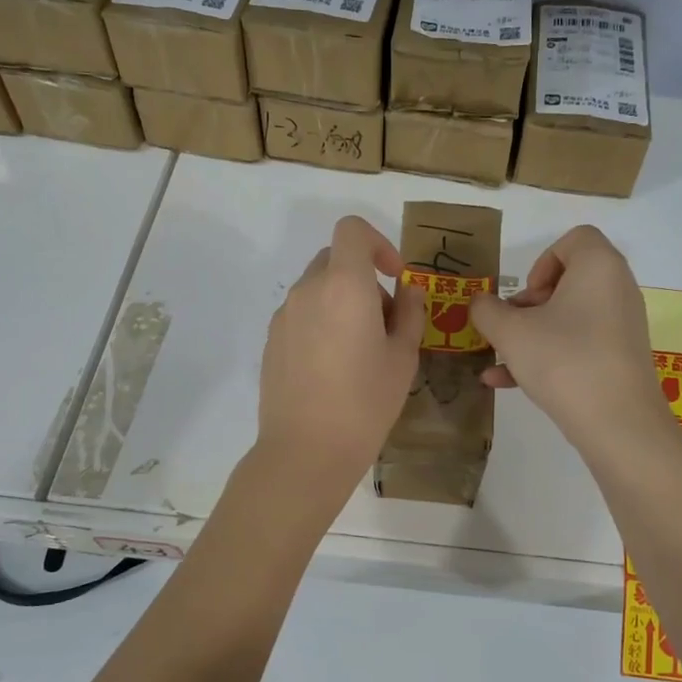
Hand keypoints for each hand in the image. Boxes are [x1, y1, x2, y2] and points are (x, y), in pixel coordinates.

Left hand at [256, 215, 425, 502]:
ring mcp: (284, 316)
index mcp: (343, 285)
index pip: (352, 230)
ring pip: (317, 289)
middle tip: (385, 323)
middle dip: (364, 279)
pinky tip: (333, 369)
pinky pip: (302, 315)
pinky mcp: (271, 342)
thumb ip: (410, 313)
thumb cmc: (365, 402)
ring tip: (360, 352)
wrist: (306, 450)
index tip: (395, 277)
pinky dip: (322, 323)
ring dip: (342, 302)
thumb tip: (407, 290)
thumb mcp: (403, 357)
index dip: (378, 243)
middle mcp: (307, 290)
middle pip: (335, 260)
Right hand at [470, 226, 671, 455]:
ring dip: (531, 334)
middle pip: (568, 281)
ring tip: (499, 358)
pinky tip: (506, 382)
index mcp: (598, 267)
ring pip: (569, 318)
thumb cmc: (563, 360)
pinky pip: (579, 345)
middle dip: (529, 304)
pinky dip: (547, 356)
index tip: (525, 295)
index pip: (575, 239)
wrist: (617, 423)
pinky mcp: (620, 359)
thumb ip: (487, 311)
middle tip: (510, 328)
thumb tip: (480, 303)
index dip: (541, 262)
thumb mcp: (510, 332)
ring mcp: (622, 326)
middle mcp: (617, 289)